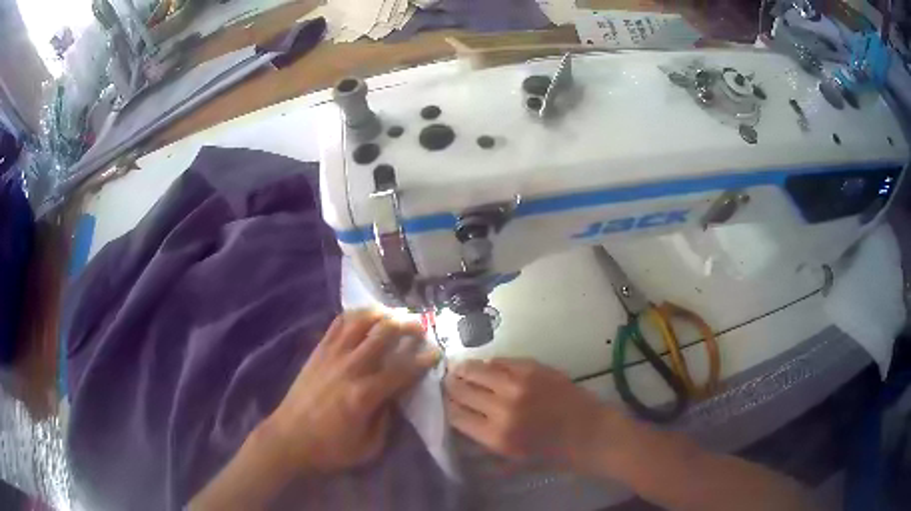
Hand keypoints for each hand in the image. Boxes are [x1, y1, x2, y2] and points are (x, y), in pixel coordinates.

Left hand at [265, 310, 438, 473]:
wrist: (288, 438)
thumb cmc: (330, 448)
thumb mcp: (368, 447)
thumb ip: (387, 421)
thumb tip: (396, 396)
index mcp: (365, 395)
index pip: (402, 370)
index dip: (423, 359)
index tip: (436, 351)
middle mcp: (350, 368)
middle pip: (383, 334)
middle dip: (406, 325)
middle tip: (420, 325)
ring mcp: (331, 355)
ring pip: (360, 321)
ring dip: (382, 313)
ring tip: (395, 314)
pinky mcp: (318, 351)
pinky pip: (338, 323)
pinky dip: (355, 314)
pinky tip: (366, 315)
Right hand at [445, 358, 621, 471]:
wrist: (590, 433)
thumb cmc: (553, 453)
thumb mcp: (512, 459)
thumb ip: (484, 441)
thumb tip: (461, 419)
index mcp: (496, 437)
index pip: (455, 415)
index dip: (446, 406)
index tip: (444, 401)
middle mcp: (502, 408)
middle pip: (461, 390)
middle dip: (450, 385)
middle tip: (447, 381)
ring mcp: (518, 384)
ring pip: (477, 369)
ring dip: (464, 369)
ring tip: (459, 368)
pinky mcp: (533, 368)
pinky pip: (501, 360)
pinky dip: (490, 363)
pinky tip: (488, 366)